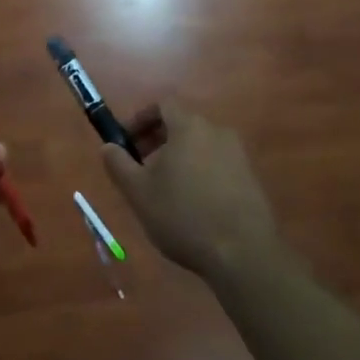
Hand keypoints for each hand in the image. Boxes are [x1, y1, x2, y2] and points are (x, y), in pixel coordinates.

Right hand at [100, 103, 280, 281]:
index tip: (127, 142)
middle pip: (182, 125)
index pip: (163, 105)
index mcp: (189, 126)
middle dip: (158, 141)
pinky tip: (193, 207)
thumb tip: (107, 146)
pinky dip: (201, 174)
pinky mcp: (251, 179)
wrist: (244, 254)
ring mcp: (238, 155)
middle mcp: (217, 132)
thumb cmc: (184, 216)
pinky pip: (218, 165)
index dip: (141, 119)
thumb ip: (119, 164)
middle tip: (142, 169)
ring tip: (166, 192)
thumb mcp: (139, 192)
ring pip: (200, 146)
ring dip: (179, 159)